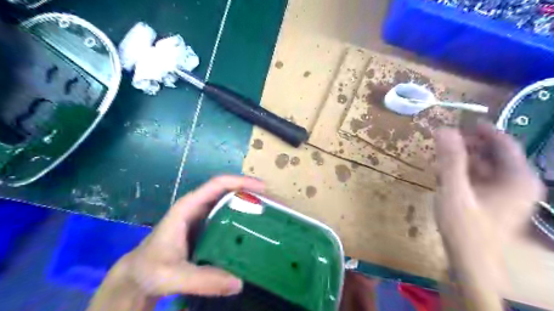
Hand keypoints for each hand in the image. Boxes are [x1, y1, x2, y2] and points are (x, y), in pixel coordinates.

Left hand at [87, 176, 264, 310]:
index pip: (218, 184)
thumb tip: (239, 282)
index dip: (241, 182)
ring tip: (271, 215)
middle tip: (274, 204)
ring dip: (251, 205)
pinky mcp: (208, 229)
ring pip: (231, 203)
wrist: (138, 276)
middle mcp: (199, 207)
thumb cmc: (150, 269)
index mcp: (189, 206)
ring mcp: (204, 217)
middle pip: (230, 191)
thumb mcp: (172, 275)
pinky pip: (229, 218)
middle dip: (252, 193)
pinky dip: (244, 220)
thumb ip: (202, 279)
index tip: (263, 189)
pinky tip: (256, 231)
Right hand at [432, 123, 543, 309]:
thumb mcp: (454, 190)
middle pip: (493, 153)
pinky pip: (481, 178)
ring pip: (485, 166)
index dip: (482, 130)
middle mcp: (518, 183)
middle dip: (468, 146)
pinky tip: (444, 176)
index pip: (503, 143)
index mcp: (517, 178)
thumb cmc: (465, 226)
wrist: (471, 261)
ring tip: (439, 160)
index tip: (461, 121)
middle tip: (442, 142)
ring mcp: (507, 193)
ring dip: (462, 160)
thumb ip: (450, 159)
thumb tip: (443, 129)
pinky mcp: (495, 201)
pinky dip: (463, 174)